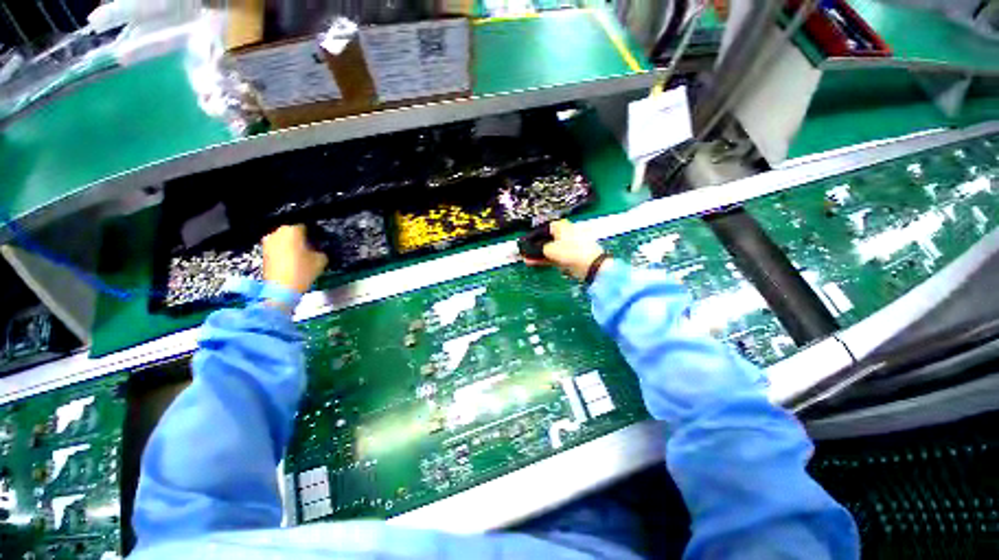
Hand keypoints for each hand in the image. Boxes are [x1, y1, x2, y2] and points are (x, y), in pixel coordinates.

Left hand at [262, 225, 327, 294]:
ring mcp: (268, 242)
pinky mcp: (264, 253)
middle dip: (301, 238)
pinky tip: (293, 261)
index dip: (314, 232)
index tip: (319, 240)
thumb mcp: (321, 260)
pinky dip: (285, 252)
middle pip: (293, 231)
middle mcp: (277, 232)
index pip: (306, 225)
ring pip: (284, 239)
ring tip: (303, 255)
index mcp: (292, 230)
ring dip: (292, 245)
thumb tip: (318, 249)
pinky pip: (278, 247)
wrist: (280, 289)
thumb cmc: (301, 271)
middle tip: (311, 247)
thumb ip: (321, 250)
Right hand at [525, 220, 606, 280]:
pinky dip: (543, 259)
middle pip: (545, 240)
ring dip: (537, 254)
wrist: (590, 265)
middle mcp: (564, 234)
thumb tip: (526, 250)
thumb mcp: (549, 249)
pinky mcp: (569, 256)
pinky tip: (533, 262)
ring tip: (525, 259)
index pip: (542, 229)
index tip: (523, 243)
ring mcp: (567, 246)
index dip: (531, 236)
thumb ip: (536, 249)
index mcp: (560, 226)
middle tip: (523, 253)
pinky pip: (553, 256)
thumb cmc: (570, 251)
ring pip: (548, 249)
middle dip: (533, 247)